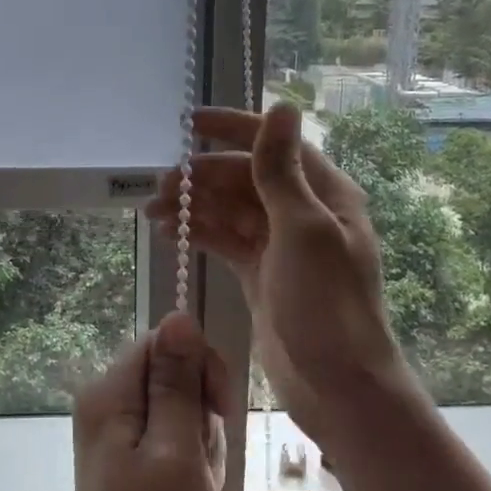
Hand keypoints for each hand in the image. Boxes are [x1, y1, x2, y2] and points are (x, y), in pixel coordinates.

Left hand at [63, 312, 235, 490]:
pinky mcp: (134, 459)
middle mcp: (108, 404)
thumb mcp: (178, 451)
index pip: (165, 342)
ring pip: (182, 409)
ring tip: (196, 488)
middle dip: (202, 414)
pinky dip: (194, 463)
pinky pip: (176, 439)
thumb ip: (179, 382)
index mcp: (110, 394)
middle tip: (201, 463)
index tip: (220, 411)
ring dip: (202, 444)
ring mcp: (120, 434)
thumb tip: (179, 315)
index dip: (199, 366)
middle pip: (174, 374)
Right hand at [148, 103, 410, 447]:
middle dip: (203, 176)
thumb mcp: (303, 230)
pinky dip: (199, 233)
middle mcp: (303, 212)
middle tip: (160, 185)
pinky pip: (225, 241)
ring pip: (230, 209)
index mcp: (324, 193)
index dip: (234, 128)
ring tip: (153, 210)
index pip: (274, 144)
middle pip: (245, 177)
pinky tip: (169, 233)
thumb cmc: (327, 304)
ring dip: (194, 205)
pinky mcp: (260, 274)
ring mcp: (280, 245)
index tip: (190, 123)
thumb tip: (281, 106)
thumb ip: (282, 171)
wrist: (338, 384)